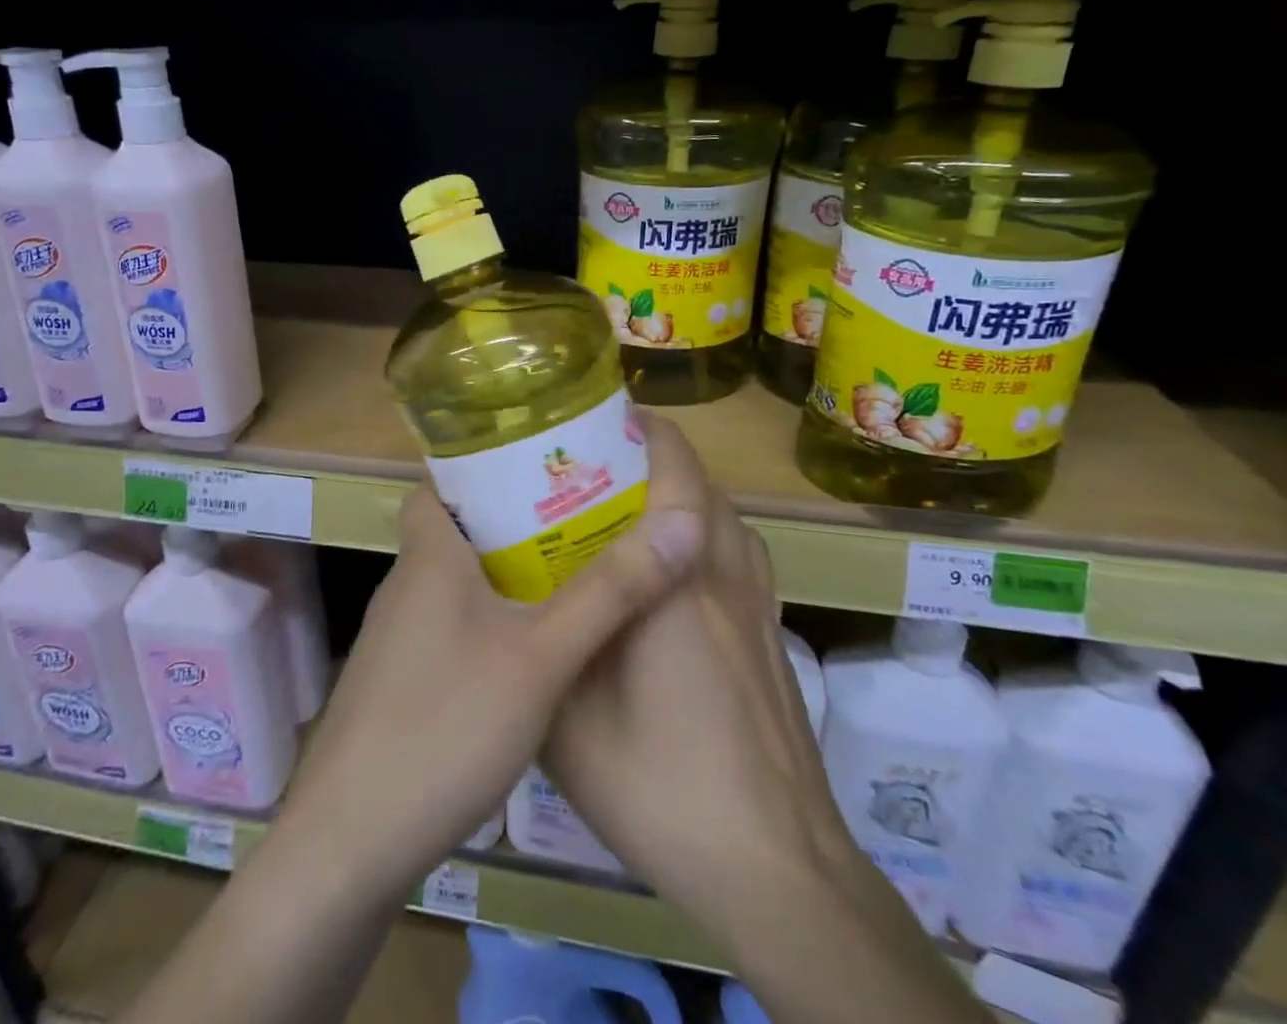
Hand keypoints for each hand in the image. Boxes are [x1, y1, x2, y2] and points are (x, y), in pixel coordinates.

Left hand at [274, 476, 706, 904]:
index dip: (484, 466)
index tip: (542, 465)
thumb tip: (679, 523)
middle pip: (458, 529)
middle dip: (514, 519)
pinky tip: (530, 651)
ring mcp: (396, 638)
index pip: (441, 482)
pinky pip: (450, 627)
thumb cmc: (446, 726)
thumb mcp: (541, 657)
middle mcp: (406, 585)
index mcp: (428, 556)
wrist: (350, 845)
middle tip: (578, 517)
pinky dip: (489, 621)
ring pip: (456, 581)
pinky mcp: (397, 684)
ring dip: (504, 573)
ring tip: (569, 572)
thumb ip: (610, 592)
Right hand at [542, 413, 853, 927]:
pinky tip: (672, 573)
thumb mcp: (569, 724)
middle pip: (704, 486)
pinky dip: (709, 535)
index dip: (648, 433)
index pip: (678, 474)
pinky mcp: (773, 637)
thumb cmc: (662, 787)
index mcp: (676, 585)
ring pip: (728, 518)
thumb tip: (510, 608)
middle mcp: (725, 579)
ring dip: (687, 494)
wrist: (776, 867)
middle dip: (658, 458)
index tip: (604, 419)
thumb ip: (544, 651)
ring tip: (632, 506)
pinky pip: (741, 555)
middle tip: (598, 465)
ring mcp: (759, 607)